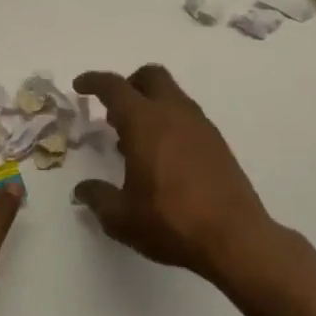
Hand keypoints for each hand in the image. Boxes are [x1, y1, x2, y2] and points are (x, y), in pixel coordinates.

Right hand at [72, 65, 282, 283]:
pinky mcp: (217, 143)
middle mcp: (174, 113)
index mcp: (145, 122)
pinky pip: (187, 117)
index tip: (80, 86)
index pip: (114, 86)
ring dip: (150, 105)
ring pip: (172, 95)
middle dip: (128, 84)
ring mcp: (200, 126)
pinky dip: (170, 123)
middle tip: (113, 112)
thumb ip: (98, 198)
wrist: (235, 238)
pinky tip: (163, 158)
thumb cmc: (171, 222)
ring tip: (135, 141)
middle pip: (150, 76)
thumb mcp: (122, 217)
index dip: (93, 81)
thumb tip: (82, 191)